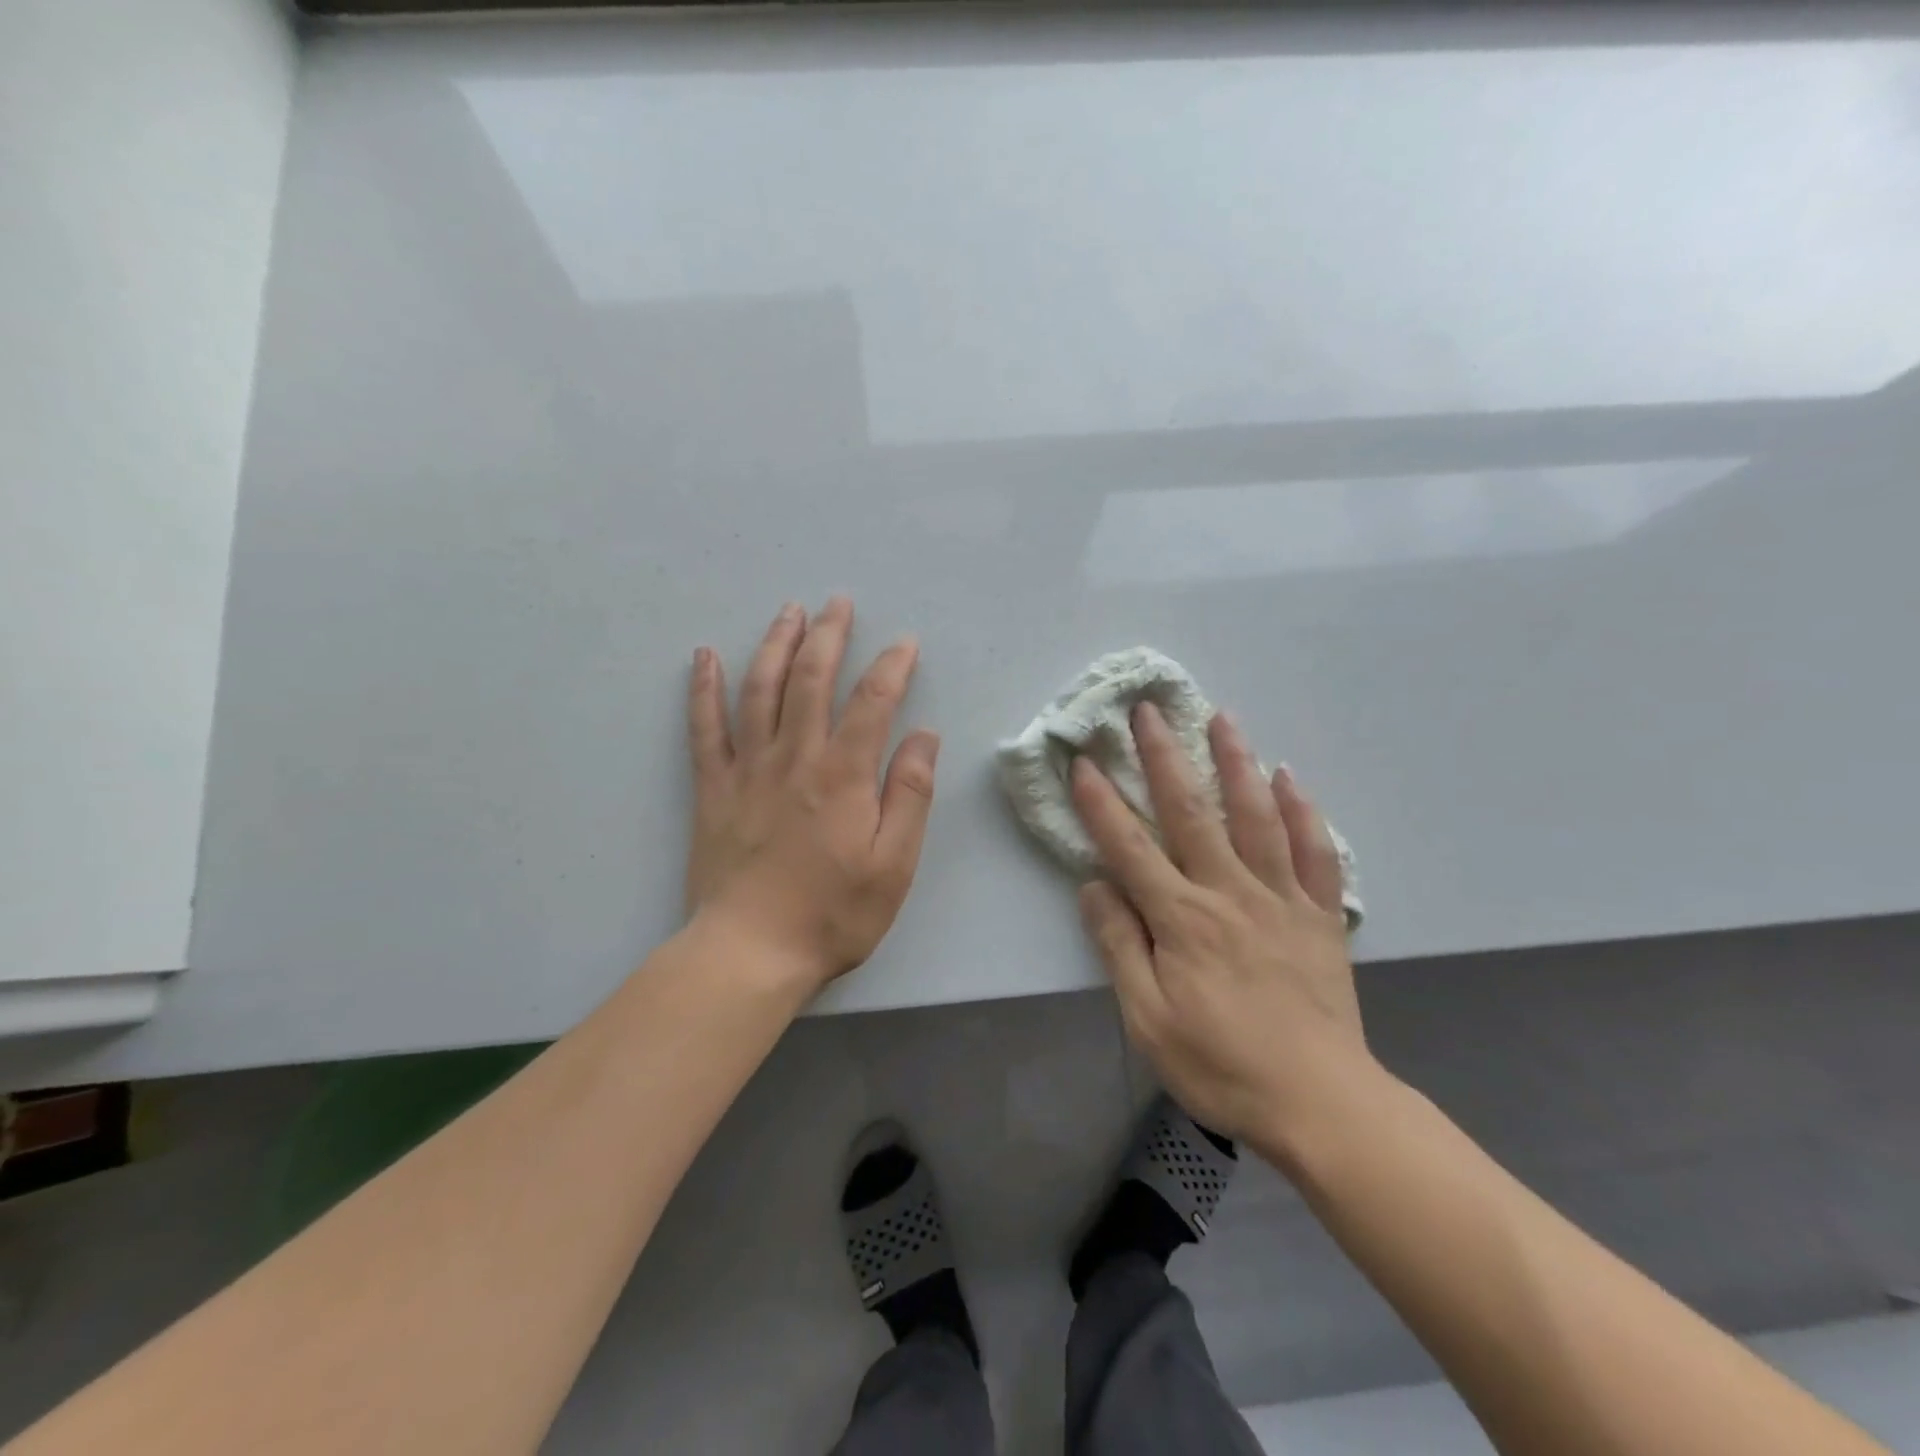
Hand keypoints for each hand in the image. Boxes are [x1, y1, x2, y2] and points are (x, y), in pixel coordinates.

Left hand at [685, 598, 938, 992]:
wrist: (750, 952)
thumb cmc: (832, 914)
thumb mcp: (894, 865)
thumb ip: (910, 795)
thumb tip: (924, 736)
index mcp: (843, 776)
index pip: (872, 703)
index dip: (891, 667)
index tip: (904, 643)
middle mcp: (795, 759)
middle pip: (811, 680)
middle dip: (828, 636)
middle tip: (838, 603)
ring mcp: (748, 770)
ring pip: (759, 691)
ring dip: (775, 645)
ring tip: (788, 611)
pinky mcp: (713, 789)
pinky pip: (704, 728)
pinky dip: (704, 688)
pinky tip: (704, 657)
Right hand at [1071, 703, 1369, 1148]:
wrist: (1321, 1103)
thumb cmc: (1221, 1065)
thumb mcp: (1148, 1019)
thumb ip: (1120, 945)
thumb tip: (1094, 885)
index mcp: (1181, 919)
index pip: (1130, 847)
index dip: (1102, 802)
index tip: (1084, 761)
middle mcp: (1229, 892)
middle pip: (1191, 812)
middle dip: (1164, 756)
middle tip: (1149, 710)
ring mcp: (1281, 898)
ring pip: (1255, 816)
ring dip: (1236, 762)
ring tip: (1223, 718)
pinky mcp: (1320, 915)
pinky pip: (1315, 852)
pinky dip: (1301, 812)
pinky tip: (1290, 778)